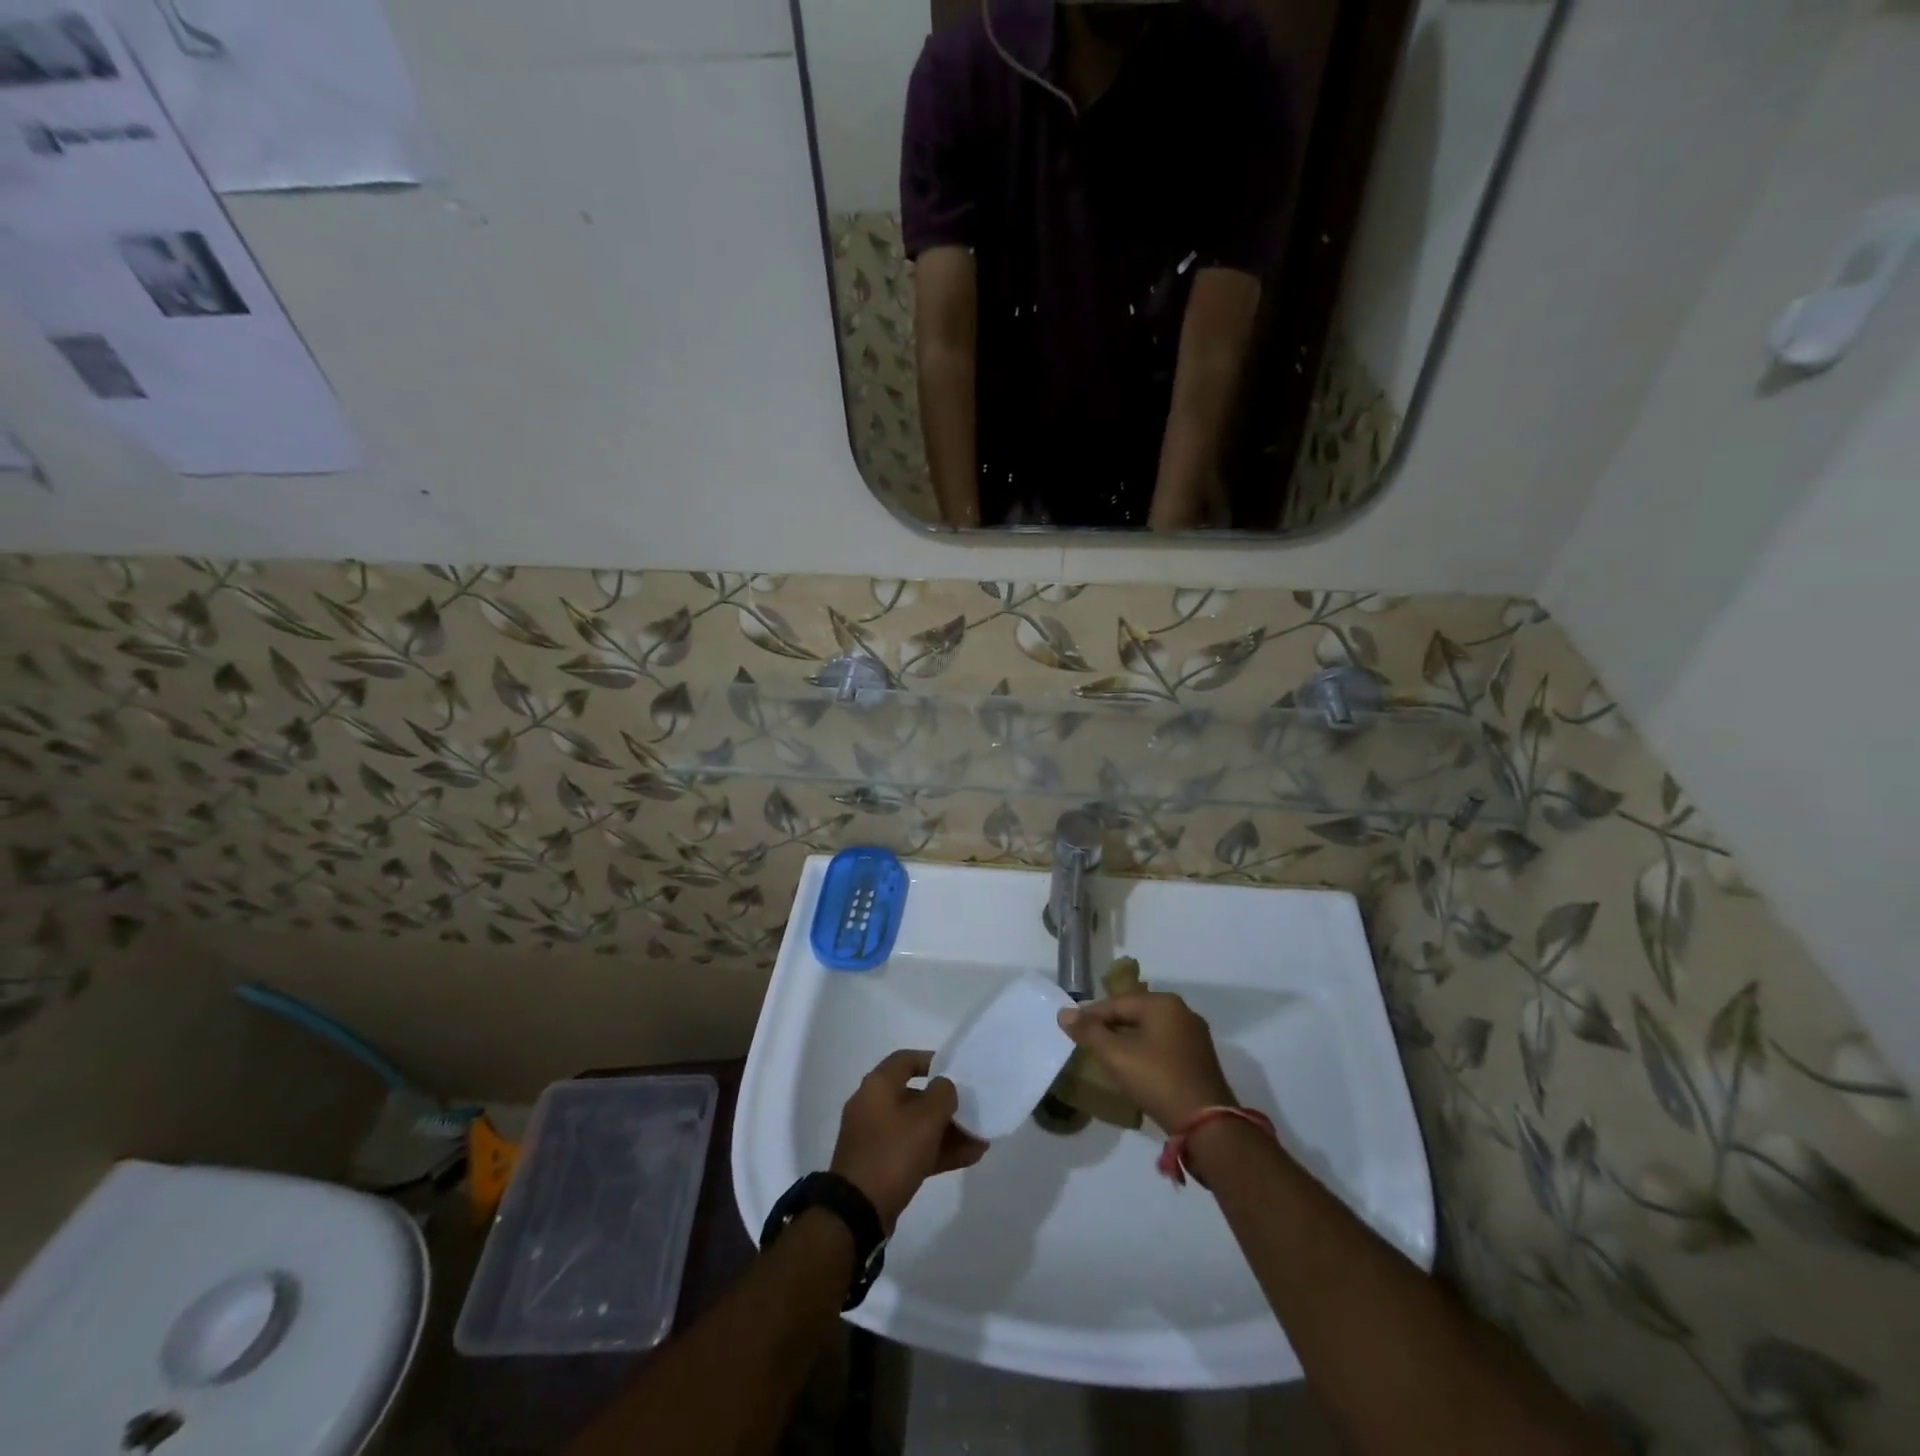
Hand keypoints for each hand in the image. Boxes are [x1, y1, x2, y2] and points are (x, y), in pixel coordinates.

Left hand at [830, 1050, 987, 1230]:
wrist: (857, 1211)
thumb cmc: (892, 1152)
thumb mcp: (925, 1119)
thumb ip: (942, 1094)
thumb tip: (944, 1087)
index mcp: (877, 1086)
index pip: (906, 1060)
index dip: (932, 1061)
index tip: (956, 1071)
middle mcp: (873, 1106)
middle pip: (915, 1096)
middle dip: (946, 1105)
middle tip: (972, 1111)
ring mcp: (875, 1137)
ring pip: (916, 1126)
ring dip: (947, 1131)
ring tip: (979, 1139)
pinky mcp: (880, 1165)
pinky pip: (912, 1149)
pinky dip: (937, 1151)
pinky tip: (968, 1157)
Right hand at [1056, 992, 1236, 1133]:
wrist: (1206, 1124)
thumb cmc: (1157, 1080)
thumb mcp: (1116, 1055)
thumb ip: (1089, 1032)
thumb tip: (1063, 1013)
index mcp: (1162, 1003)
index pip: (1116, 1003)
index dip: (1090, 1015)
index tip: (1071, 1028)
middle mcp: (1182, 1011)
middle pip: (1134, 1013)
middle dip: (1109, 1026)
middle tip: (1086, 1041)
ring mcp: (1194, 1035)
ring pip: (1149, 1030)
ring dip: (1127, 1039)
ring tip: (1106, 1054)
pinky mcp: (1200, 1057)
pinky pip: (1164, 1044)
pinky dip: (1145, 1050)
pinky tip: (1134, 1066)